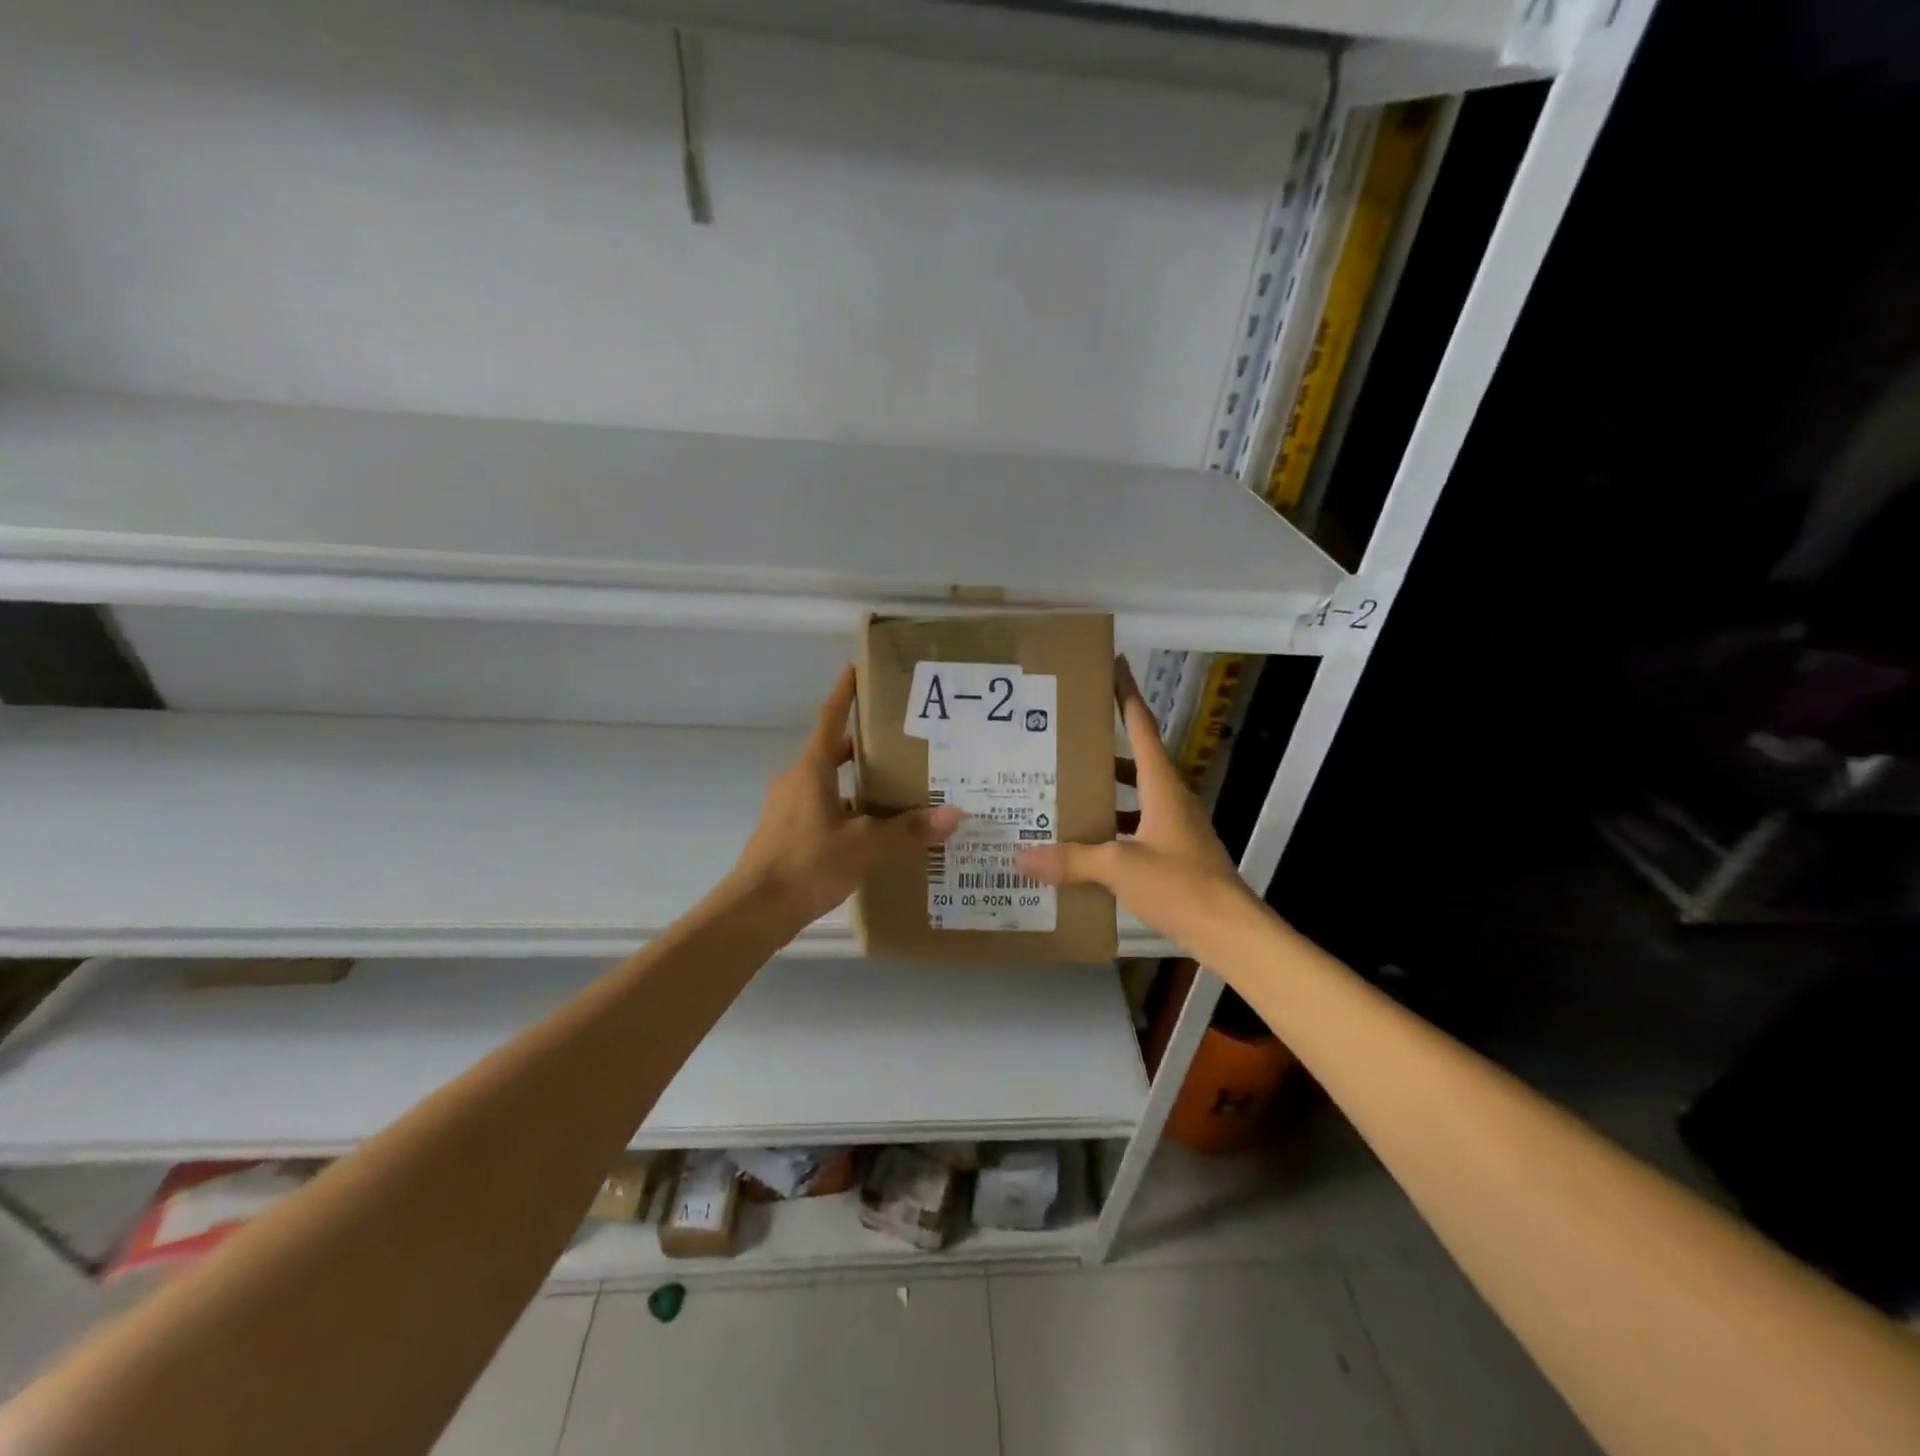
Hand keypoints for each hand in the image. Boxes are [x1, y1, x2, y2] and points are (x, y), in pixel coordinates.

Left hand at [731, 666, 964, 927]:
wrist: (755, 910)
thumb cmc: (807, 863)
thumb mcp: (864, 845)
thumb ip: (907, 830)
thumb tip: (954, 815)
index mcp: (811, 770)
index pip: (830, 720)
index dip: (844, 694)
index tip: (854, 668)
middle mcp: (796, 780)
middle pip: (832, 751)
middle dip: (863, 744)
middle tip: (901, 740)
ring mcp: (788, 807)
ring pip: (828, 783)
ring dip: (856, 781)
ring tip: (896, 787)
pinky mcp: (787, 832)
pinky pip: (822, 808)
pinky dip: (847, 809)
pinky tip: (872, 828)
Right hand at [1017, 658, 1258, 950]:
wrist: (1231, 932)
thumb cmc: (1181, 885)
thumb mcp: (1121, 868)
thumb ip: (1073, 859)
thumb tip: (1024, 855)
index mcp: (1162, 786)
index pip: (1141, 727)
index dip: (1127, 694)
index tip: (1115, 665)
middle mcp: (1171, 798)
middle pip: (1136, 760)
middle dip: (1105, 747)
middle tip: (1067, 738)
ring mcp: (1176, 827)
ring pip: (1136, 796)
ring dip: (1107, 791)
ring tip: (1067, 790)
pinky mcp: (1176, 853)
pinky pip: (1138, 827)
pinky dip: (1114, 828)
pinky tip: (1088, 844)